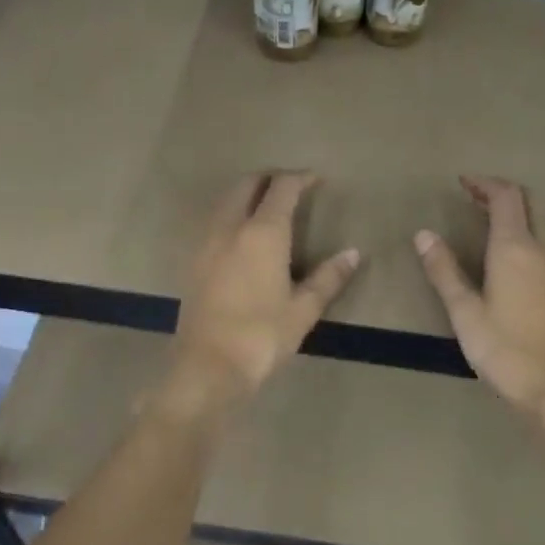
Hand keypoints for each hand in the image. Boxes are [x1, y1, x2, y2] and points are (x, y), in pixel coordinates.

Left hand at [167, 172, 359, 408]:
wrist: (208, 366)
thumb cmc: (262, 335)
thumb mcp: (304, 309)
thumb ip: (329, 277)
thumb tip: (352, 254)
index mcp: (263, 232)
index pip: (282, 188)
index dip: (299, 178)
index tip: (315, 179)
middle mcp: (231, 227)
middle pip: (246, 184)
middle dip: (269, 178)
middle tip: (290, 186)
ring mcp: (206, 242)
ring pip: (226, 201)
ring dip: (246, 194)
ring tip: (267, 207)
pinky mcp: (192, 260)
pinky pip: (214, 221)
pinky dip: (231, 214)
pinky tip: (242, 236)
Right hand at [414, 177, 544, 417]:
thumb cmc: (503, 351)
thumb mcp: (464, 312)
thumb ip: (444, 269)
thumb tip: (423, 234)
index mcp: (515, 248)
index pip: (506, 196)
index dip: (484, 184)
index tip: (464, 183)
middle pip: (532, 200)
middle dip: (505, 192)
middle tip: (477, 199)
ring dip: (524, 211)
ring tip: (496, 223)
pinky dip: (538, 232)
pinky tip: (523, 256)